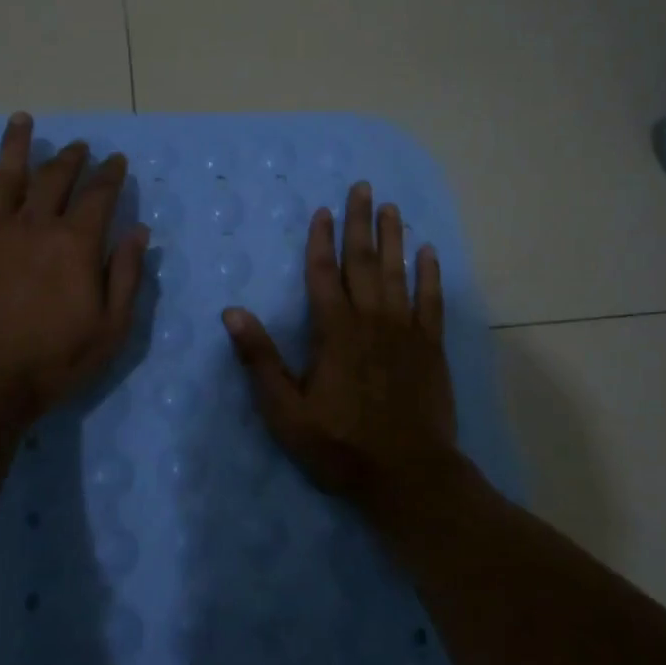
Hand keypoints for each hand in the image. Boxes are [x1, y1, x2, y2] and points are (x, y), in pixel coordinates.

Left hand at [0, 112, 148, 426]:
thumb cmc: (53, 361)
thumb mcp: (111, 328)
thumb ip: (127, 275)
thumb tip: (139, 231)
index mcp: (75, 243)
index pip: (99, 195)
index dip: (111, 174)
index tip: (117, 161)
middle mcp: (32, 225)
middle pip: (54, 177)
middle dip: (71, 157)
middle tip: (80, 146)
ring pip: (5, 176)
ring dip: (18, 146)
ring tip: (22, 121)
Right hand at [222, 183, 458, 511]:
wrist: (408, 476)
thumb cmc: (340, 446)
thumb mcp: (285, 412)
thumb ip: (260, 360)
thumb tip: (233, 312)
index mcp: (334, 331)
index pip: (324, 273)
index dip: (322, 240)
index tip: (324, 210)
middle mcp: (371, 320)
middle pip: (364, 261)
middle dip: (361, 222)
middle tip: (364, 188)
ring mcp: (405, 331)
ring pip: (398, 272)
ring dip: (394, 237)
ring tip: (392, 207)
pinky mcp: (431, 347)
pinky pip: (432, 301)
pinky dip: (430, 274)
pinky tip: (428, 252)